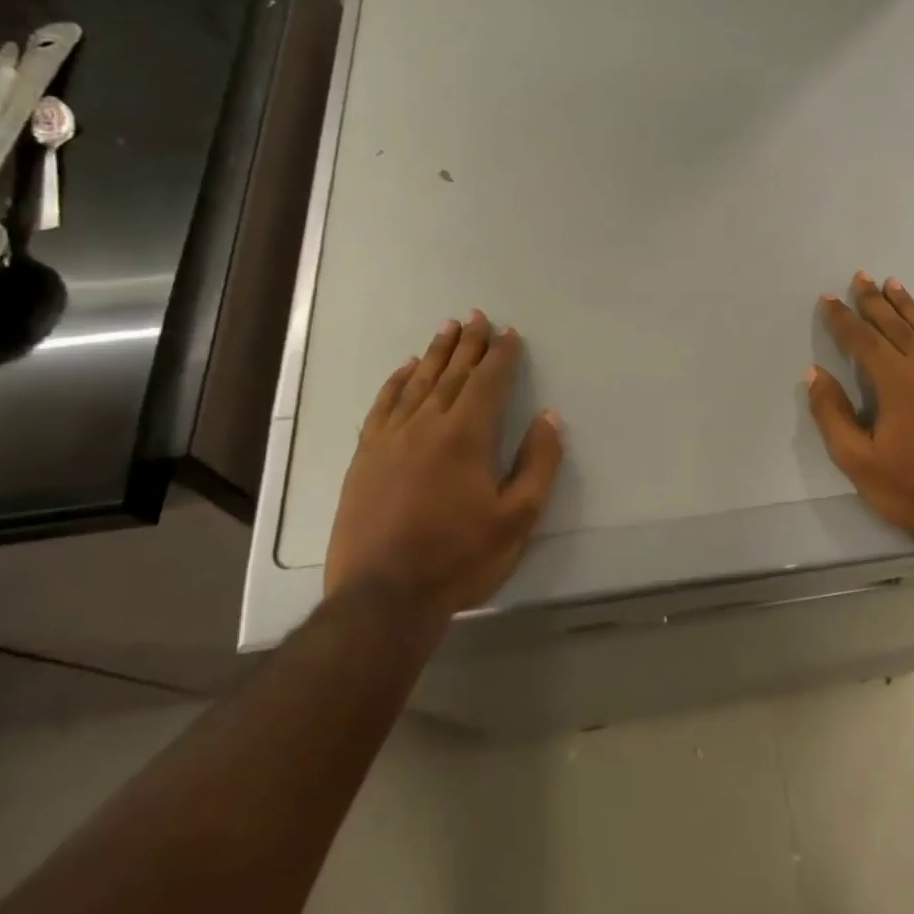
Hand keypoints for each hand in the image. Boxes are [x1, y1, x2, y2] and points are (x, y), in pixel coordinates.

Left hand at [326, 311, 563, 639]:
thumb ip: (538, 463)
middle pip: (450, 374)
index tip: (509, 333)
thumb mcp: (517, 518)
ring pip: (416, 384)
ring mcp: (389, 440)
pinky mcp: (364, 458)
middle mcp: (426, 426)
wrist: (382, 597)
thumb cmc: (459, 557)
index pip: (487, 383)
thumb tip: (549, 418)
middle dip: (467, 344)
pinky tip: (403, 370)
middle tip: (476, 316)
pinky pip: (382, 407)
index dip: (501, 356)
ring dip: (434, 354)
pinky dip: (395, 383)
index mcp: (466, 436)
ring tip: (446, 329)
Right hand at [806, 272, 913, 544]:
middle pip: (895, 325)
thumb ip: (832, 413)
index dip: (842, 318)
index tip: (828, 299)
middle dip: (874, 300)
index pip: (862, 339)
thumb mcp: (857, 459)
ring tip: (893, 284)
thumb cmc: (912, 487)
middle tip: (861, 277)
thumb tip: (814, 373)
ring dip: (908, 305)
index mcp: (895, 380)